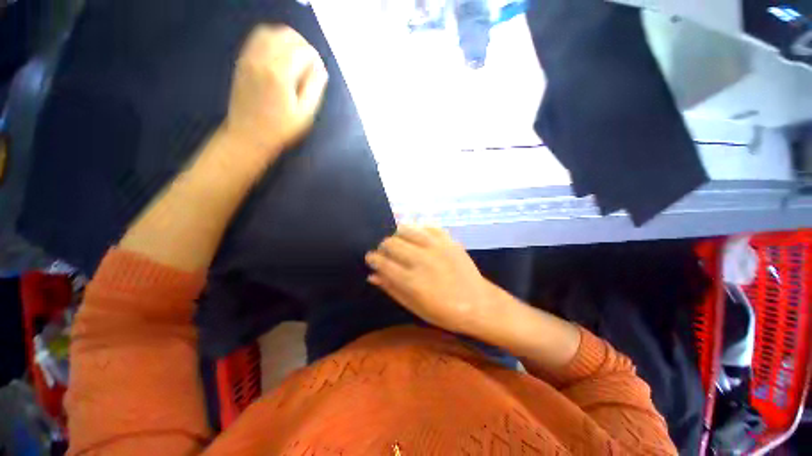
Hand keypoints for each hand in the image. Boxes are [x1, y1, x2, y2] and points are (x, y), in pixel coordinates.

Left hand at [223, 24, 327, 161]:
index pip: (303, 51)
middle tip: (311, 63)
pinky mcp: (243, 61)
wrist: (248, 135)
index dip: (315, 59)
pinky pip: (257, 38)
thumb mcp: (304, 114)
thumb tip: (321, 70)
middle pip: (287, 35)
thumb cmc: (281, 129)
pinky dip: (272, 40)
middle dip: (303, 45)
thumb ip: (314, 88)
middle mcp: (262, 59)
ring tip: (296, 57)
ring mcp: (249, 58)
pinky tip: (279, 55)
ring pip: (271, 32)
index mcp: (280, 73)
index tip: (320, 73)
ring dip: (287, 40)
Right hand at [365, 226, 496, 334]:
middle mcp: (421, 259)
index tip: (371, 259)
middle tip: (386, 254)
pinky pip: (427, 226)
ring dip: (399, 236)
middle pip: (391, 242)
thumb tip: (372, 275)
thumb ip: (392, 289)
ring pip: (406, 229)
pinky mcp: (448, 240)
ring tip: (401, 244)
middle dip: (383, 247)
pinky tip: (418, 238)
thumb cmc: (445, 312)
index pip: (382, 262)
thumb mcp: (415, 307)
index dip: (372, 258)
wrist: (479, 304)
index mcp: (411, 280)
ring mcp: (436, 246)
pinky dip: (419, 230)